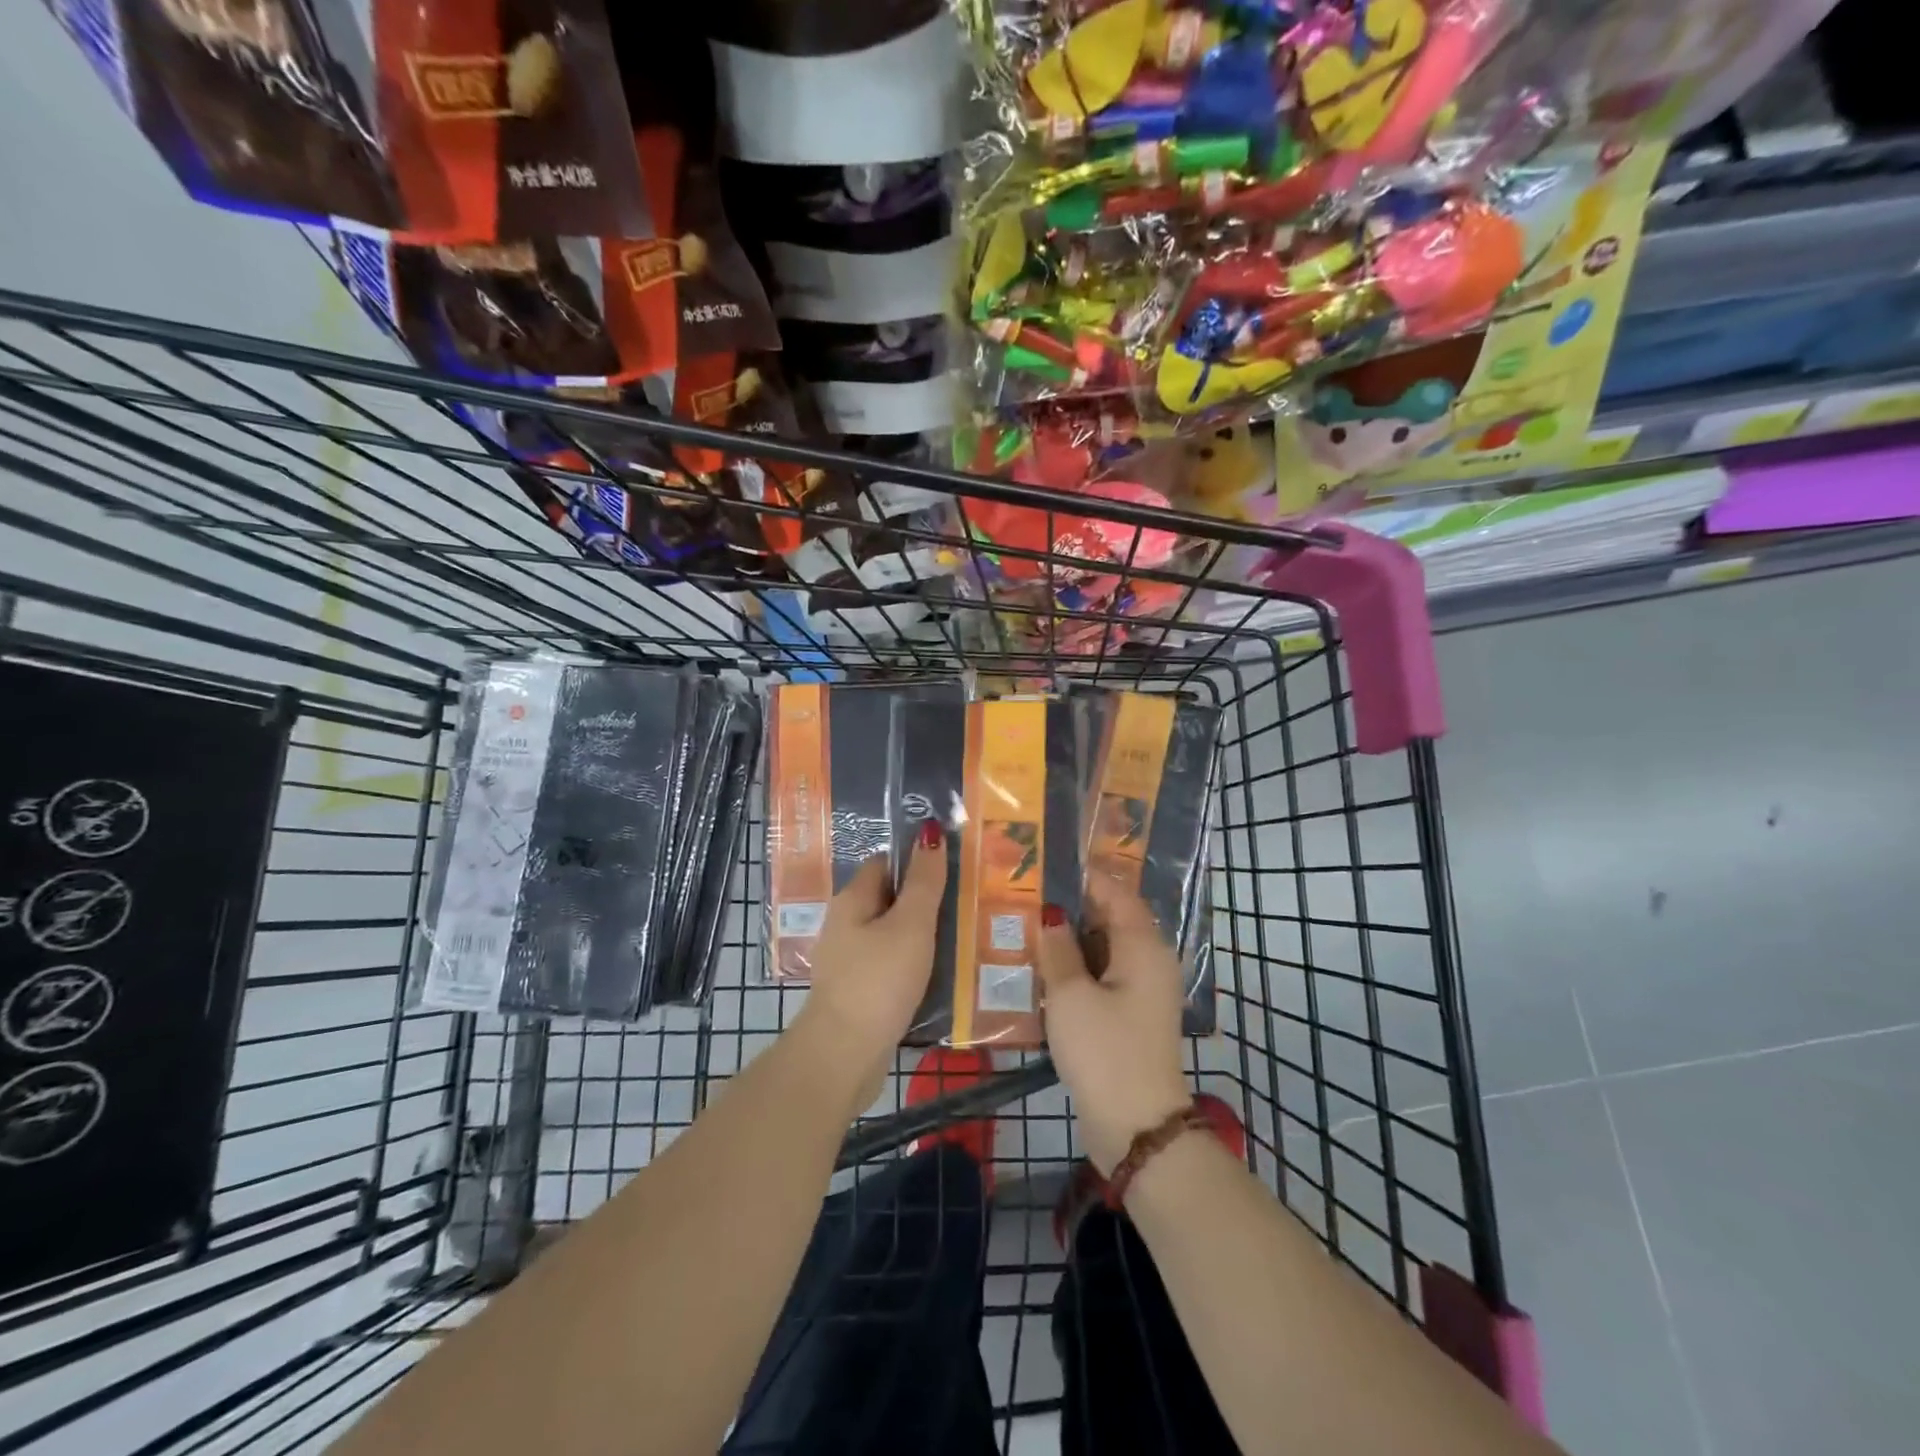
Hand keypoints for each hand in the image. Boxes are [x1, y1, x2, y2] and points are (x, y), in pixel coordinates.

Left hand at [792, 821, 947, 1109]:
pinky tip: (940, 976)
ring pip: (893, 935)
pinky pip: (891, 966)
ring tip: (963, 939)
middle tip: (968, 905)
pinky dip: (914, 966)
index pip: (885, 863)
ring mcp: (850, 961)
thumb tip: (930, 831)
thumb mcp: (911, 925)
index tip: (954, 868)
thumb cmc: (878, 981)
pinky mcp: (858, 992)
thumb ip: (924, 881)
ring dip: (923, 937)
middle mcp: (846, 925)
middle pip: (890, 900)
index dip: (917, 861)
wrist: (844, 1055)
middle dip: (926, 901)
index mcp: (852, 900)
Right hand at [1037, 877, 1191, 1174]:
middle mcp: (1148, 961)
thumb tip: (1052, 914)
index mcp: (1143, 946)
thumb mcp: (1070, 995)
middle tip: (1024, 897)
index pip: (1116, 892)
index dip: (1083, 877)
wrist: (1136, 1127)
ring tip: (1024, 929)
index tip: (1045, 866)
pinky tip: (1040, 972)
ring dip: (1069, 942)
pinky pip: (1101, 978)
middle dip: (1070, 909)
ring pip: (1102, 951)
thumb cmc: (1104, 1050)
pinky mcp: (1129, 1017)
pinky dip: (1075, 971)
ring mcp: (1141, 991)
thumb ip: (1058, 948)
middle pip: (1109, 920)